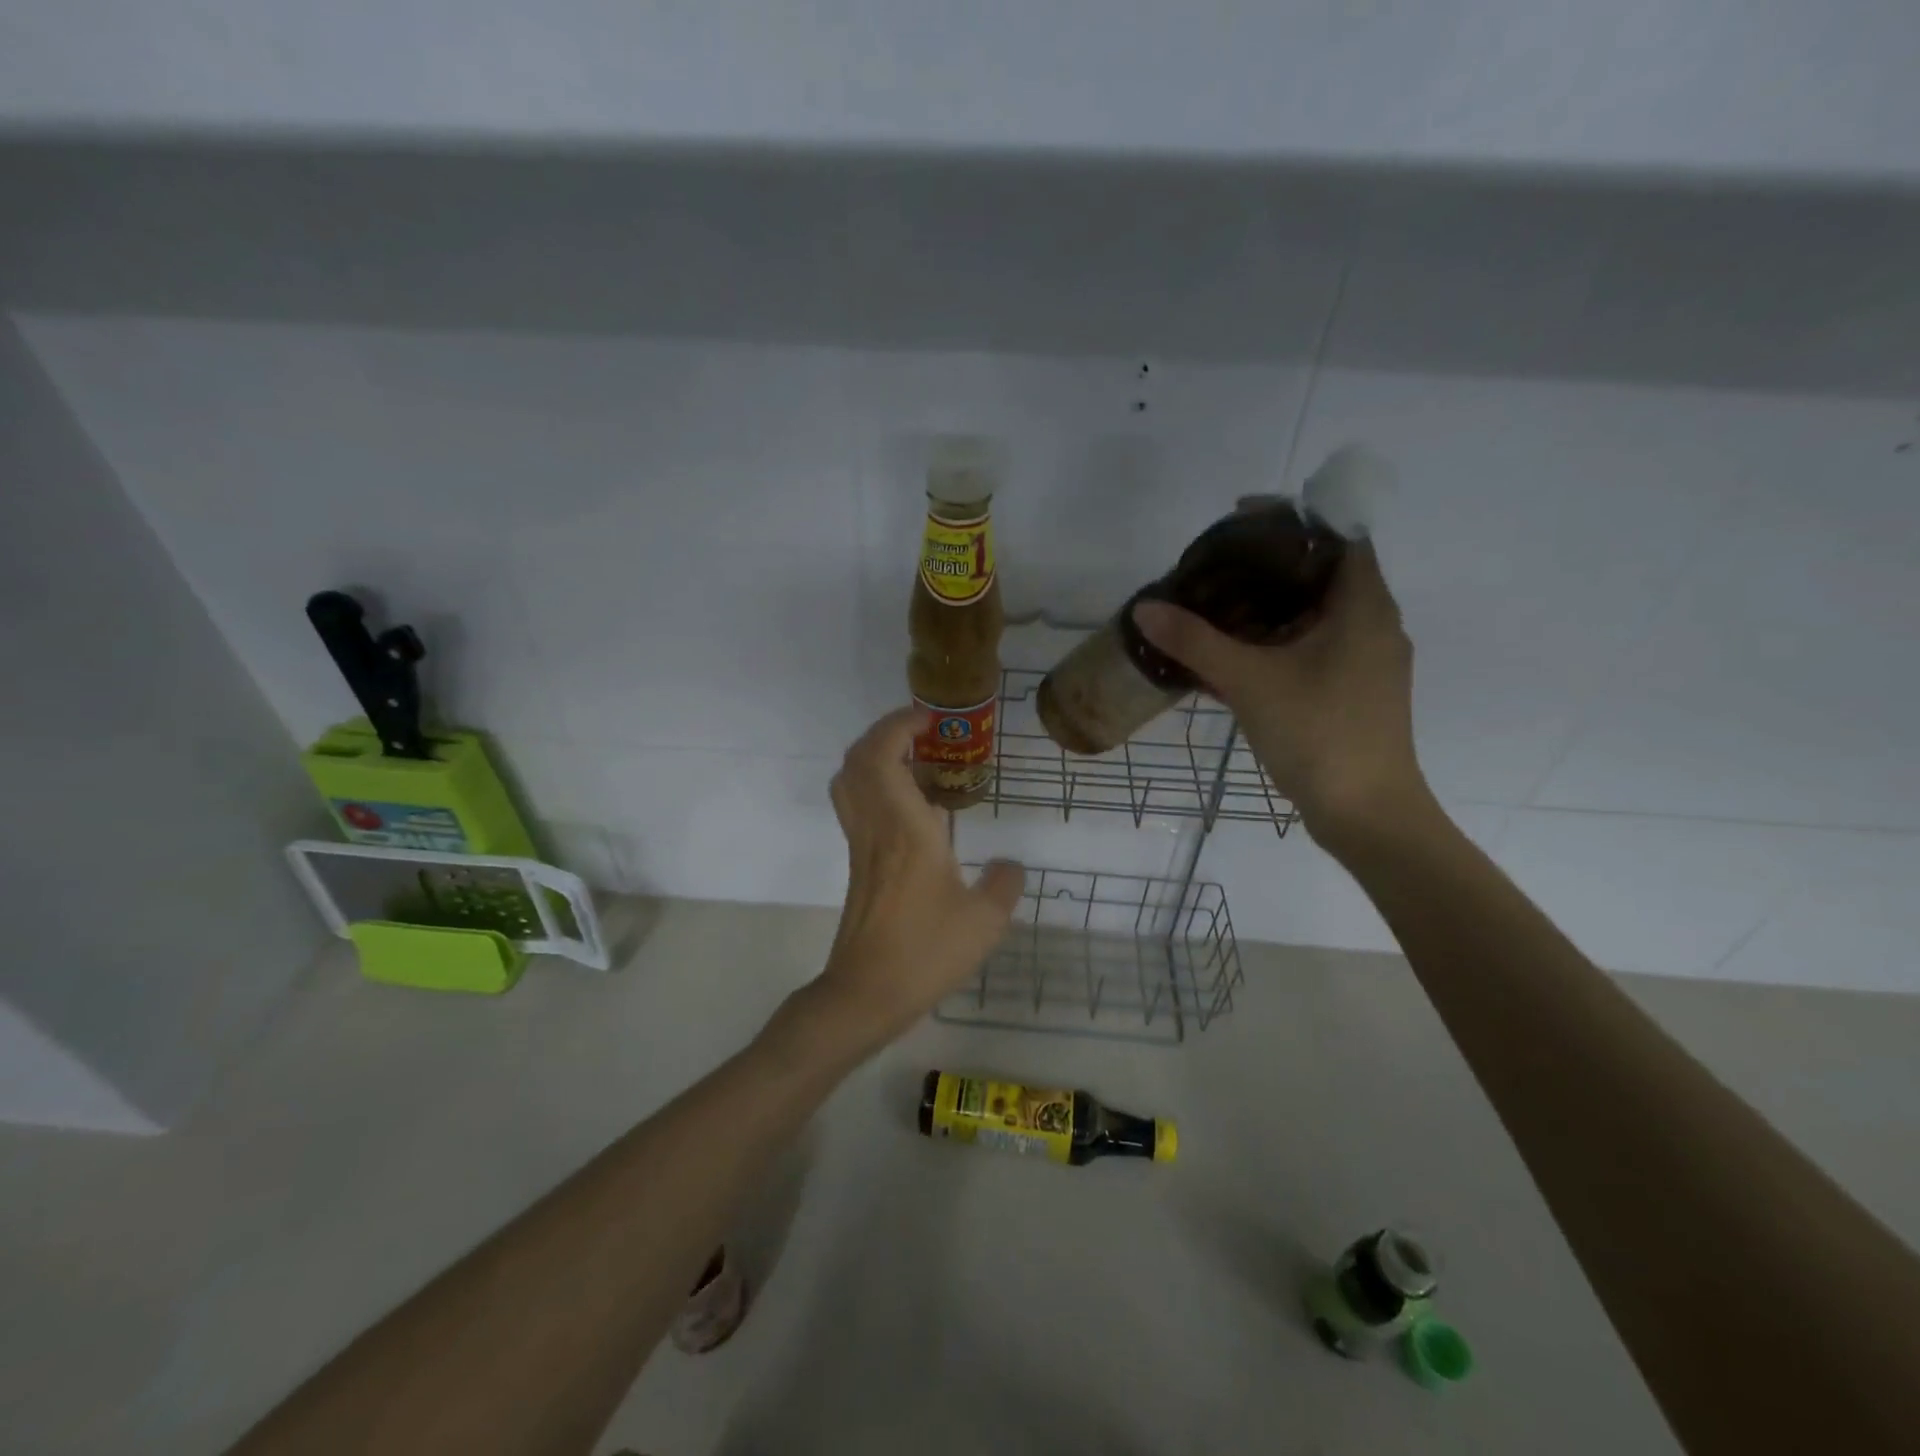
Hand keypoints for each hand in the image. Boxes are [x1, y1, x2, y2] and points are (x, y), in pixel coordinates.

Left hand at [809, 707, 1024, 1049]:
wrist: (866, 994)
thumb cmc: (925, 952)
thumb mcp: (984, 921)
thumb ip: (1004, 884)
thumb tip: (1011, 865)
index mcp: (904, 828)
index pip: (883, 755)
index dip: (900, 725)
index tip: (932, 719)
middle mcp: (876, 827)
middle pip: (858, 759)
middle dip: (886, 732)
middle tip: (926, 733)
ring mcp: (861, 845)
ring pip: (851, 781)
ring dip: (877, 756)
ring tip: (920, 760)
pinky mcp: (858, 864)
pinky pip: (859, 805)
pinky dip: (878, 785)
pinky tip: (915, 807)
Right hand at [1132, 543, 1433, 850]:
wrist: (1366, 813)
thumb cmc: (1318, 734)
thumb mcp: (1250, 682)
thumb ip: (1195, 643)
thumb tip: (1145, 609)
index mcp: (1364, 606)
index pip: (1338, 534)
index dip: (1292, 519)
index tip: (1239, 520)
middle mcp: (1374, 625)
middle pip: (1324, 573)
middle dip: (1271, 564)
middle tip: (1217, 566)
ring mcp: (1367, 662)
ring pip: (1318, 615)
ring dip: (1272, 606)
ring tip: (1218, 606)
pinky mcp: (1355, 692)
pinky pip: (1315, 648)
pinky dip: (1279, 641)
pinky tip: (1237, 657)